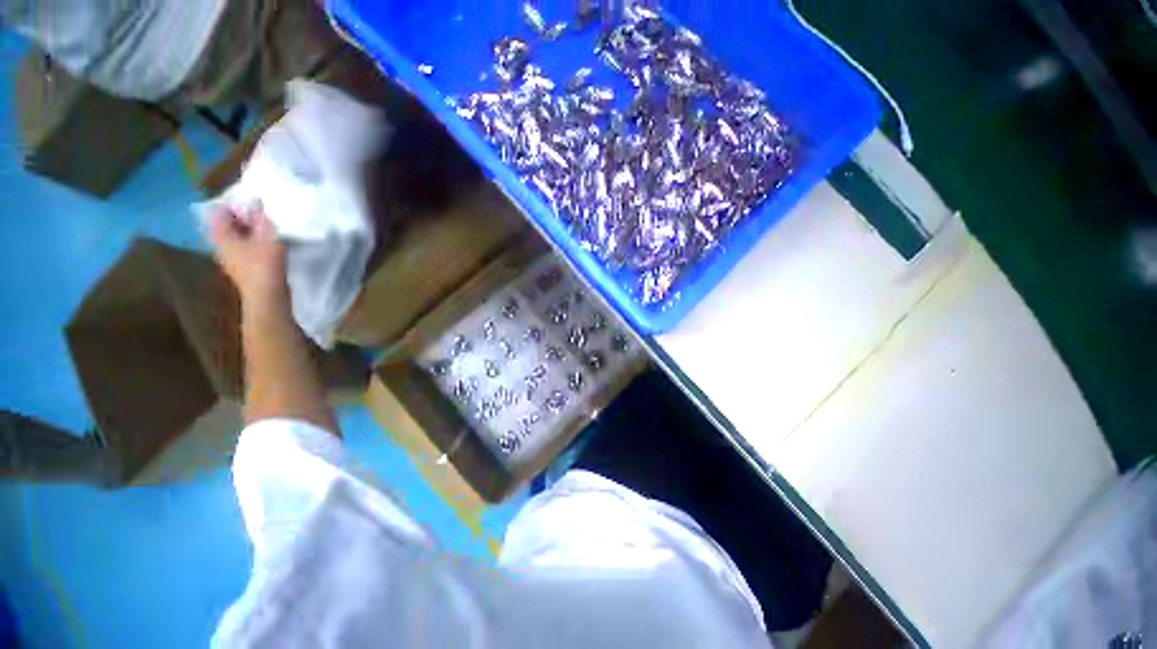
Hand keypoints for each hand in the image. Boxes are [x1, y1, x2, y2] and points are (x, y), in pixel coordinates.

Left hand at [208, 206, 289, 315]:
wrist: (267, 297)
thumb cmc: (264, 265)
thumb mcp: (267, 238)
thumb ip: (261, 219)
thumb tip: (255, 200)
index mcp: (222, 237)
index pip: (219, 213)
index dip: (233, 205)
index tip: (250, 202)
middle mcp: (221, 247)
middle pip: (227, 226)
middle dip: (241, 218)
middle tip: (259, 214)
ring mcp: (231, 260)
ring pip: (236, 239)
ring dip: (248, 232)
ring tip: (265, 229)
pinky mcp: (243, 270)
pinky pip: (244, 249)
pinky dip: (252, 243)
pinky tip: (266, 246)